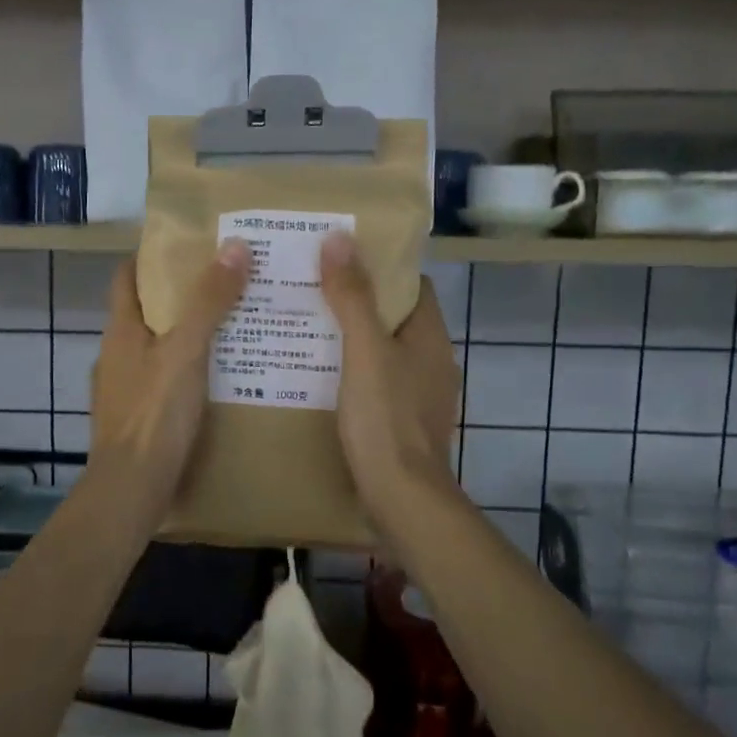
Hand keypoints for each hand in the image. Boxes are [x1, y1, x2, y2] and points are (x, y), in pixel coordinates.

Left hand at [89, 242, 251, 516]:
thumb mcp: (187, 350)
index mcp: (120, 331)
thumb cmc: (155, 413)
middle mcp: (115, 355)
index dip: (149, 258)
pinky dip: (186, 373)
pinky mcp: (135, 419)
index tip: (186, 245)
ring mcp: (122, 390)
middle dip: (179, 297)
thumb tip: (234, 245)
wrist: (132, 487)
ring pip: (156, 351)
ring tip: (230, 330)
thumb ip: (209, 301)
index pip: (126, 278)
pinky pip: (162, 383)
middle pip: (145, 313)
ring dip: (185, 337)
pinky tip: (217, 381)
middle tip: (224, 285)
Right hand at [319, 231, 461, 535]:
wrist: (401, 498)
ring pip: (381, 354)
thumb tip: (340, 238)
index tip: (340, 259)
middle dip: (356, 303)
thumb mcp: (364, 352)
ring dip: (350, 340)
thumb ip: (352, 297)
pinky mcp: (402, 424)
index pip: (411, 286)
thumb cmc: (385, 419)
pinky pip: (375, 385)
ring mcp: (418, 396)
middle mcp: (431, 363)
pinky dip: (350, 374)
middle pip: (393, 319)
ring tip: (305, 329)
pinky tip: (317, 377)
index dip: (379, 269)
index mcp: (430, 338)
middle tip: (311, 290)